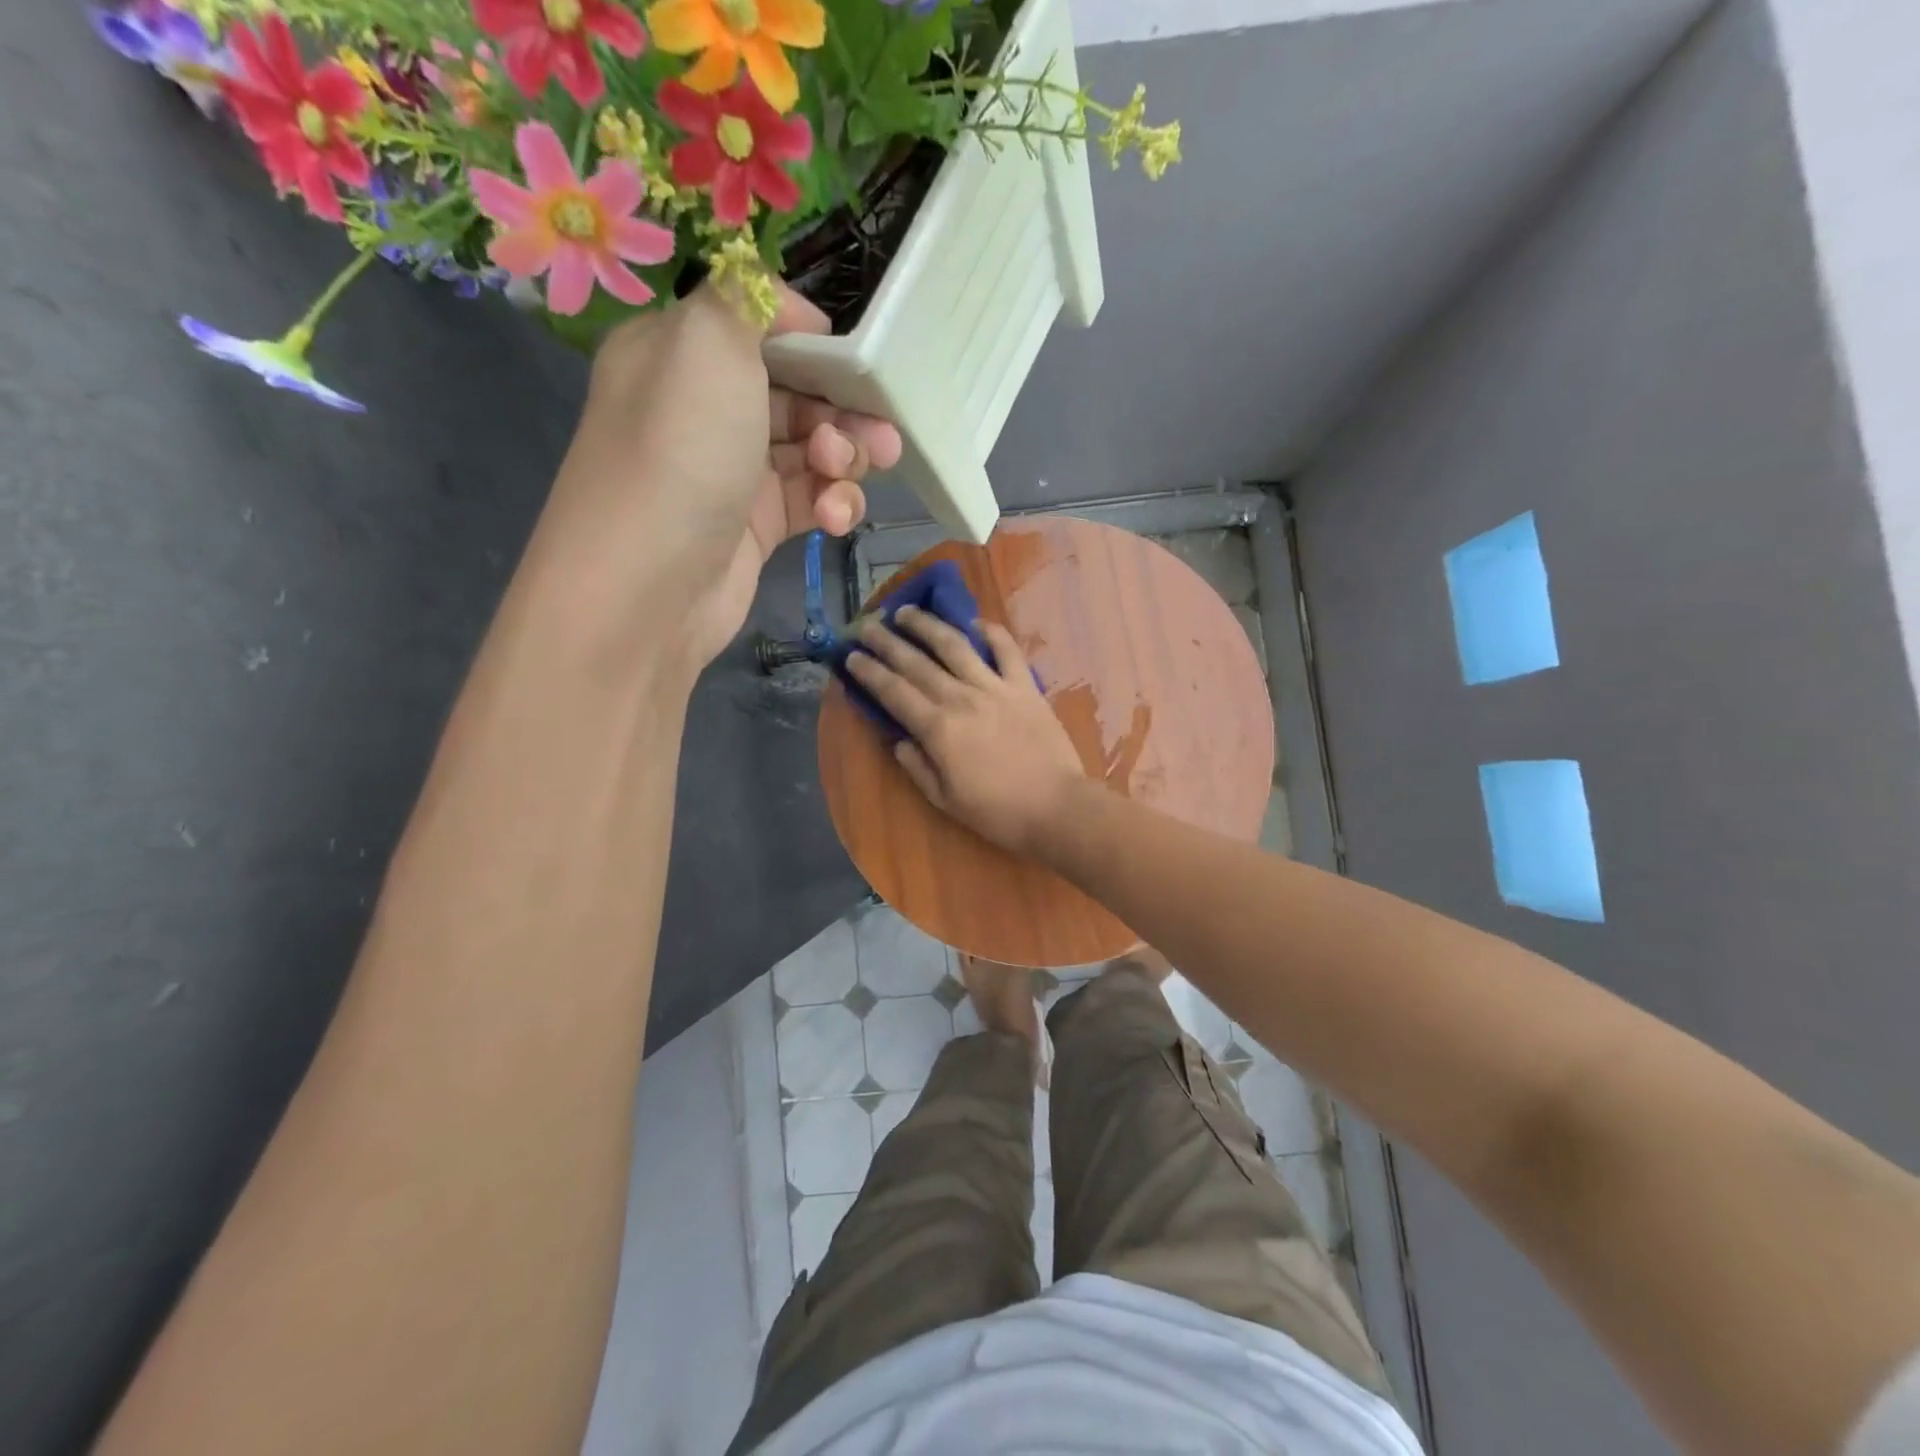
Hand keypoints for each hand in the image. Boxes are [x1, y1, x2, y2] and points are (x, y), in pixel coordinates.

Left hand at [525, 283, 902, 673]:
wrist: (650, 583)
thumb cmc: (682, 451)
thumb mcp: (709, 342)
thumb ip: (749, 298)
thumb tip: (789, 308)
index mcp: (683, 353)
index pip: (761, 329)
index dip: (814, 343)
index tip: (853, 363)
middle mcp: (705, 408)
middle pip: (798, 392)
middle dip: (843, 410)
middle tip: (876, 436)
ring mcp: (732, 472)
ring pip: (812, 449)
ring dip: (845, 460)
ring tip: (843, 476)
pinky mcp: (757, 526)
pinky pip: (810, 499)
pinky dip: (832, 503)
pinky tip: (835, 517)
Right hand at [847, 607, 1088, 856]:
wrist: (1056, 806)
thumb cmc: (998, 812)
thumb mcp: (946, 799)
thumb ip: (918, 767)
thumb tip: (900, 741)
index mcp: (938, 728)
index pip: (894, 692)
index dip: (869, 672)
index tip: (851, 655)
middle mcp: (961, 698)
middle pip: (917, 662)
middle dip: (887, 641)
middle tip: (868, 625)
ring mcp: (995, 687)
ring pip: (955, 646)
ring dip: (928, 625)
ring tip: (908, 611)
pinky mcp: (1025, 687)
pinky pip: (1007, 651)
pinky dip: (991, 633)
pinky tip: (975, 622)